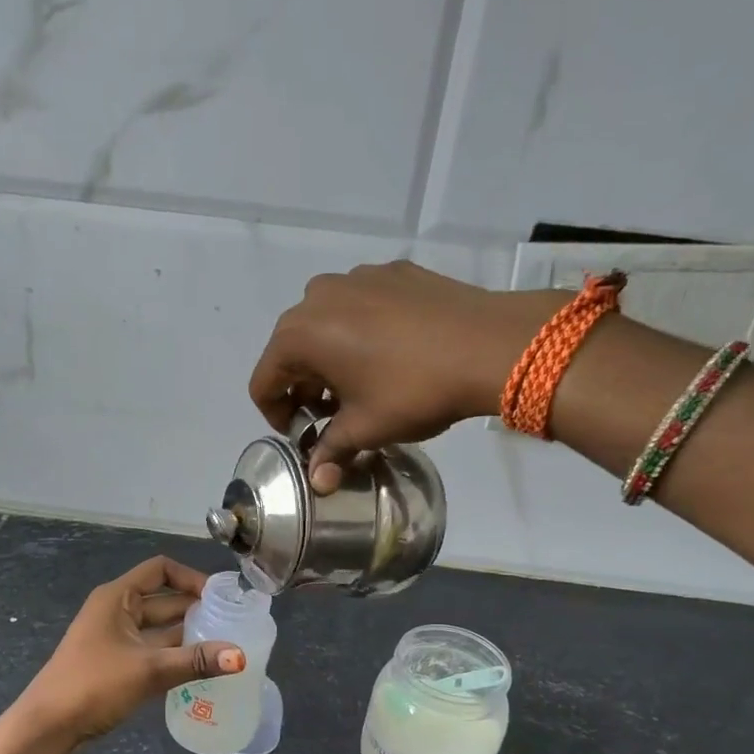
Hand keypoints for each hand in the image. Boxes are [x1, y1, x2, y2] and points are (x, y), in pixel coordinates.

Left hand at [15, 557, 246, 744]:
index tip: (219, 598)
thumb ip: (195, 661)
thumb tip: (240, 656)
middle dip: (196, 611)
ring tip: (224, 649)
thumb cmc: (93, 685)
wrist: (47, 727)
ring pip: (159, 629)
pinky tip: (199, 670)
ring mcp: (113, 639)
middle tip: (232, 626)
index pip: (160, 570)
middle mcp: (116, 611)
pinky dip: (173, 656)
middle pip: (163, 601)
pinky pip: (151, 651)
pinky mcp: (114, 665)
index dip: (191, 578)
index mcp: (118, 597)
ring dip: (187, 637)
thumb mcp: (148, 670)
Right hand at [248, 261, 568, 490]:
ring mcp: (356, 277)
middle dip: (305, 387)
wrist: (490, 345)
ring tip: (363, 385)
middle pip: (292, 351)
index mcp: (298, 335)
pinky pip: (360, 307)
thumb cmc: (414, 390)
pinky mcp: (392, 271)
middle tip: (333, 415)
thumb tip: (318, 482)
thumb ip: (331, 451)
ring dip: (332, 359)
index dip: (278, 417)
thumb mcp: (366, 429)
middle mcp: (317, 296)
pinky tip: (394, 355)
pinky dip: (362, 333)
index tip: (305, 435)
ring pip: (326, 325)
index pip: (264, 383)